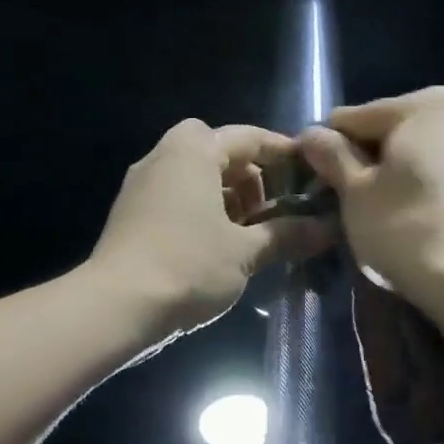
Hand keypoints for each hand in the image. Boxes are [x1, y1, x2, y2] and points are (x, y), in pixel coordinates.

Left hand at [88, 119, 336, 338]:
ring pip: (195, 176)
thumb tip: (327, 229)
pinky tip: (217, 247)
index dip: (283, 153)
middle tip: (274, 210)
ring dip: (226, 197)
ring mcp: (141, 185)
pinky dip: (201, 211)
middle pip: (218, 152)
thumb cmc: (188, 266)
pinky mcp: (130, 213)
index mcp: (193, 151)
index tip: (309, 173)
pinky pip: (175, 198)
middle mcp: (163, 157)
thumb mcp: (245, 252)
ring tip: (249, 233)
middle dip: (251, 177)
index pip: (249, 137)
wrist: (116, 306)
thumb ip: (288, 234)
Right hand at [300, 87, 443, 302]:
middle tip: (349, 206)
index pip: (355, 118)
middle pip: (396, 136)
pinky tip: (424, 235)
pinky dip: (434, 201)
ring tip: (385, 223)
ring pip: (428, 162)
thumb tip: (312, 134)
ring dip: (402, 183)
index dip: (327, 150)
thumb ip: (332, 156)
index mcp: (427, 104)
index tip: (314, 184)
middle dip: (370, 165)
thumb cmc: (407, 228)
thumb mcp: (355, 193)